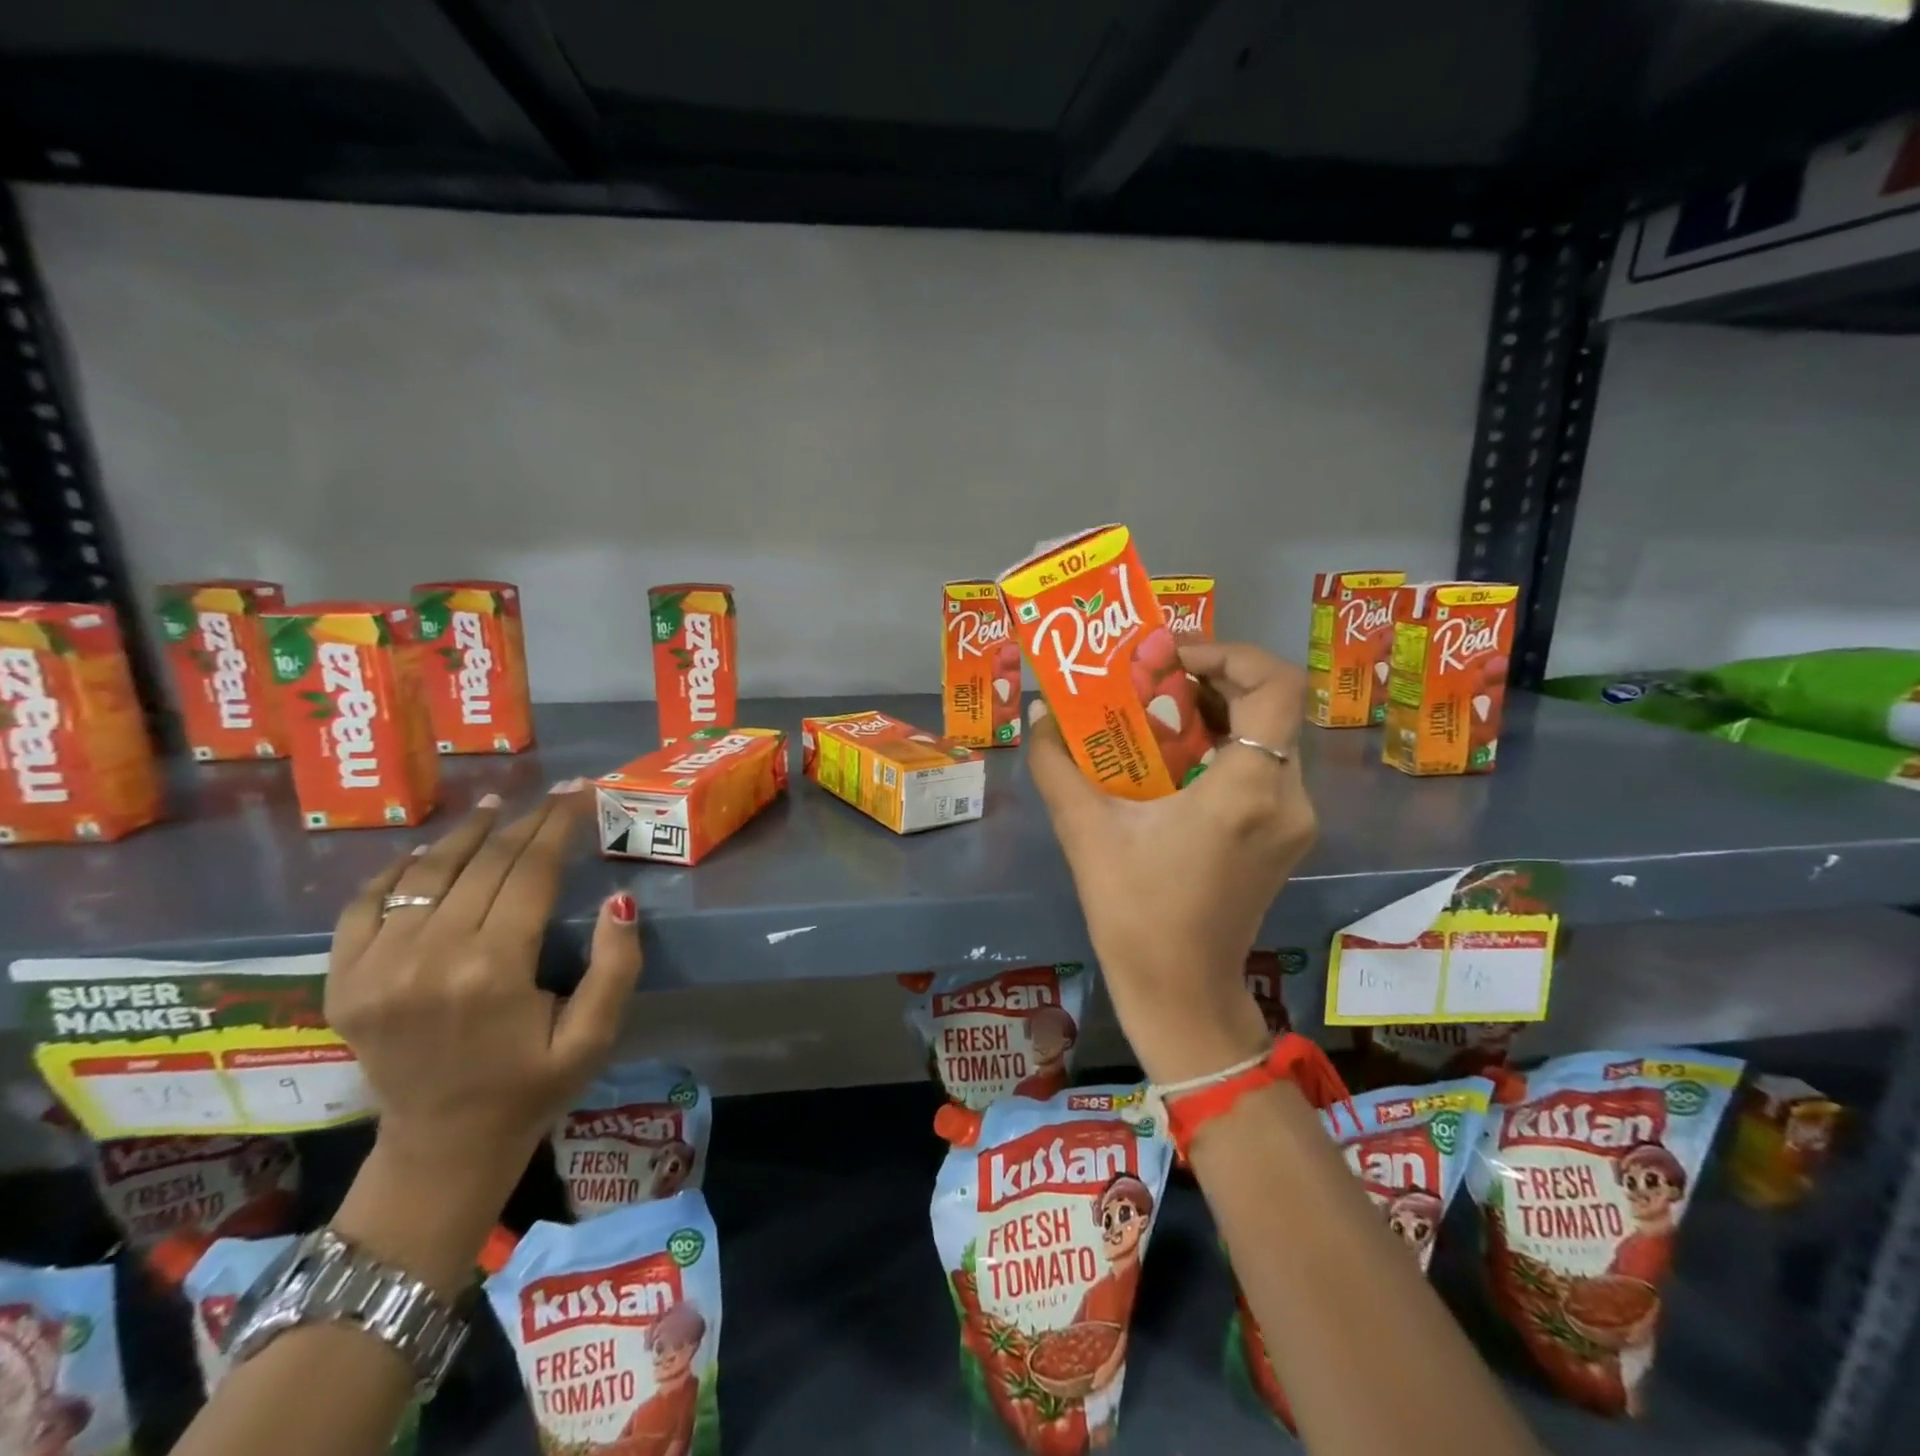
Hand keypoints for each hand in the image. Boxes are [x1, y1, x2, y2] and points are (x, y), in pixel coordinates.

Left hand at [324, 782, 641, 1286]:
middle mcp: (428, 958)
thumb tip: (621, 899)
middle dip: (525, 822)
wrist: (440, 1150)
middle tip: (553, 794)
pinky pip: (363, 907)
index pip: (530, 871)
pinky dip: (394, 872)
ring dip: (465, 833)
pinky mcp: (343, 982)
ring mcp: (376, 969)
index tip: (581, 792)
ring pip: (425, 874)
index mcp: (492, 970)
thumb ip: (615, 967)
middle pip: (483, 864)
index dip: (559, 825)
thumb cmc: (531, 1088)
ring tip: (497, 805)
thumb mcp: (594, 1036)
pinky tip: (424, 853)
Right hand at [1026, 642, 1314, 1083]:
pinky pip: (1264, 769)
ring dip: (1218, 714)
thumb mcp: (1085, 830)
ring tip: (1157, 716)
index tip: (1170, 659)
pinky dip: (1225, 748)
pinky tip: (1174, 763)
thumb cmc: (1133, 912)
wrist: (1179, 992)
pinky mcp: (1285, 839)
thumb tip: (1041, 715)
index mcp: (1246, 789)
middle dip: (1211, 680)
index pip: (1273, 685)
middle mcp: (1287, 798)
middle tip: (1153, 682)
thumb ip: (1057, 764)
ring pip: (1268, 736)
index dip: (1227, 653)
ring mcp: (1293, 822)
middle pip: (1269, 706)